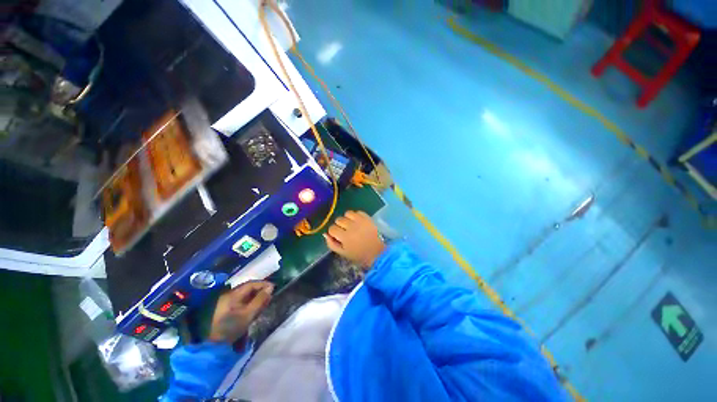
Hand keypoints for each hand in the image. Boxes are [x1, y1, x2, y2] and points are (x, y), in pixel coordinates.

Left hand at [208, 281, 273, 342]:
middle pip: (248, 289)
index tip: (274, 288)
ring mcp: (225, 303)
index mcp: (234, 294)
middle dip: (260, 292)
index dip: (263, 284)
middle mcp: (229, 295)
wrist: (209, 344)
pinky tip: (252, 310)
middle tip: (269, 297)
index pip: (252, 284)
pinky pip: (240, 303)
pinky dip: (248, 304)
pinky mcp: (224, 310)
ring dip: (255, 298)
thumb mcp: (247, 315)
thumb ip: (260, 300)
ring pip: (244, 296)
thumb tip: (270, 288)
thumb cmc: (229, 327)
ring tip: (263, 304)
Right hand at [324, 210, 385, 267]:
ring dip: (347, 218)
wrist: (377, 252)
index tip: (337, 236)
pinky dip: (356, 215)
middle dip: (339, 225)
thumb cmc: (358, 254)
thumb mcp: (343, 253)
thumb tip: (325, 234)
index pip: (332, 228)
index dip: (333, 232)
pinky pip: (358, 211)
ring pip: (347, 213)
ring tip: (351, 224)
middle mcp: (352, 227)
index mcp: (345, 237)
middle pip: (338, 219)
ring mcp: (360, 221)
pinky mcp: (367, 218)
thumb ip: (331, 244)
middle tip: (344, 231)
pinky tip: (357, 222)